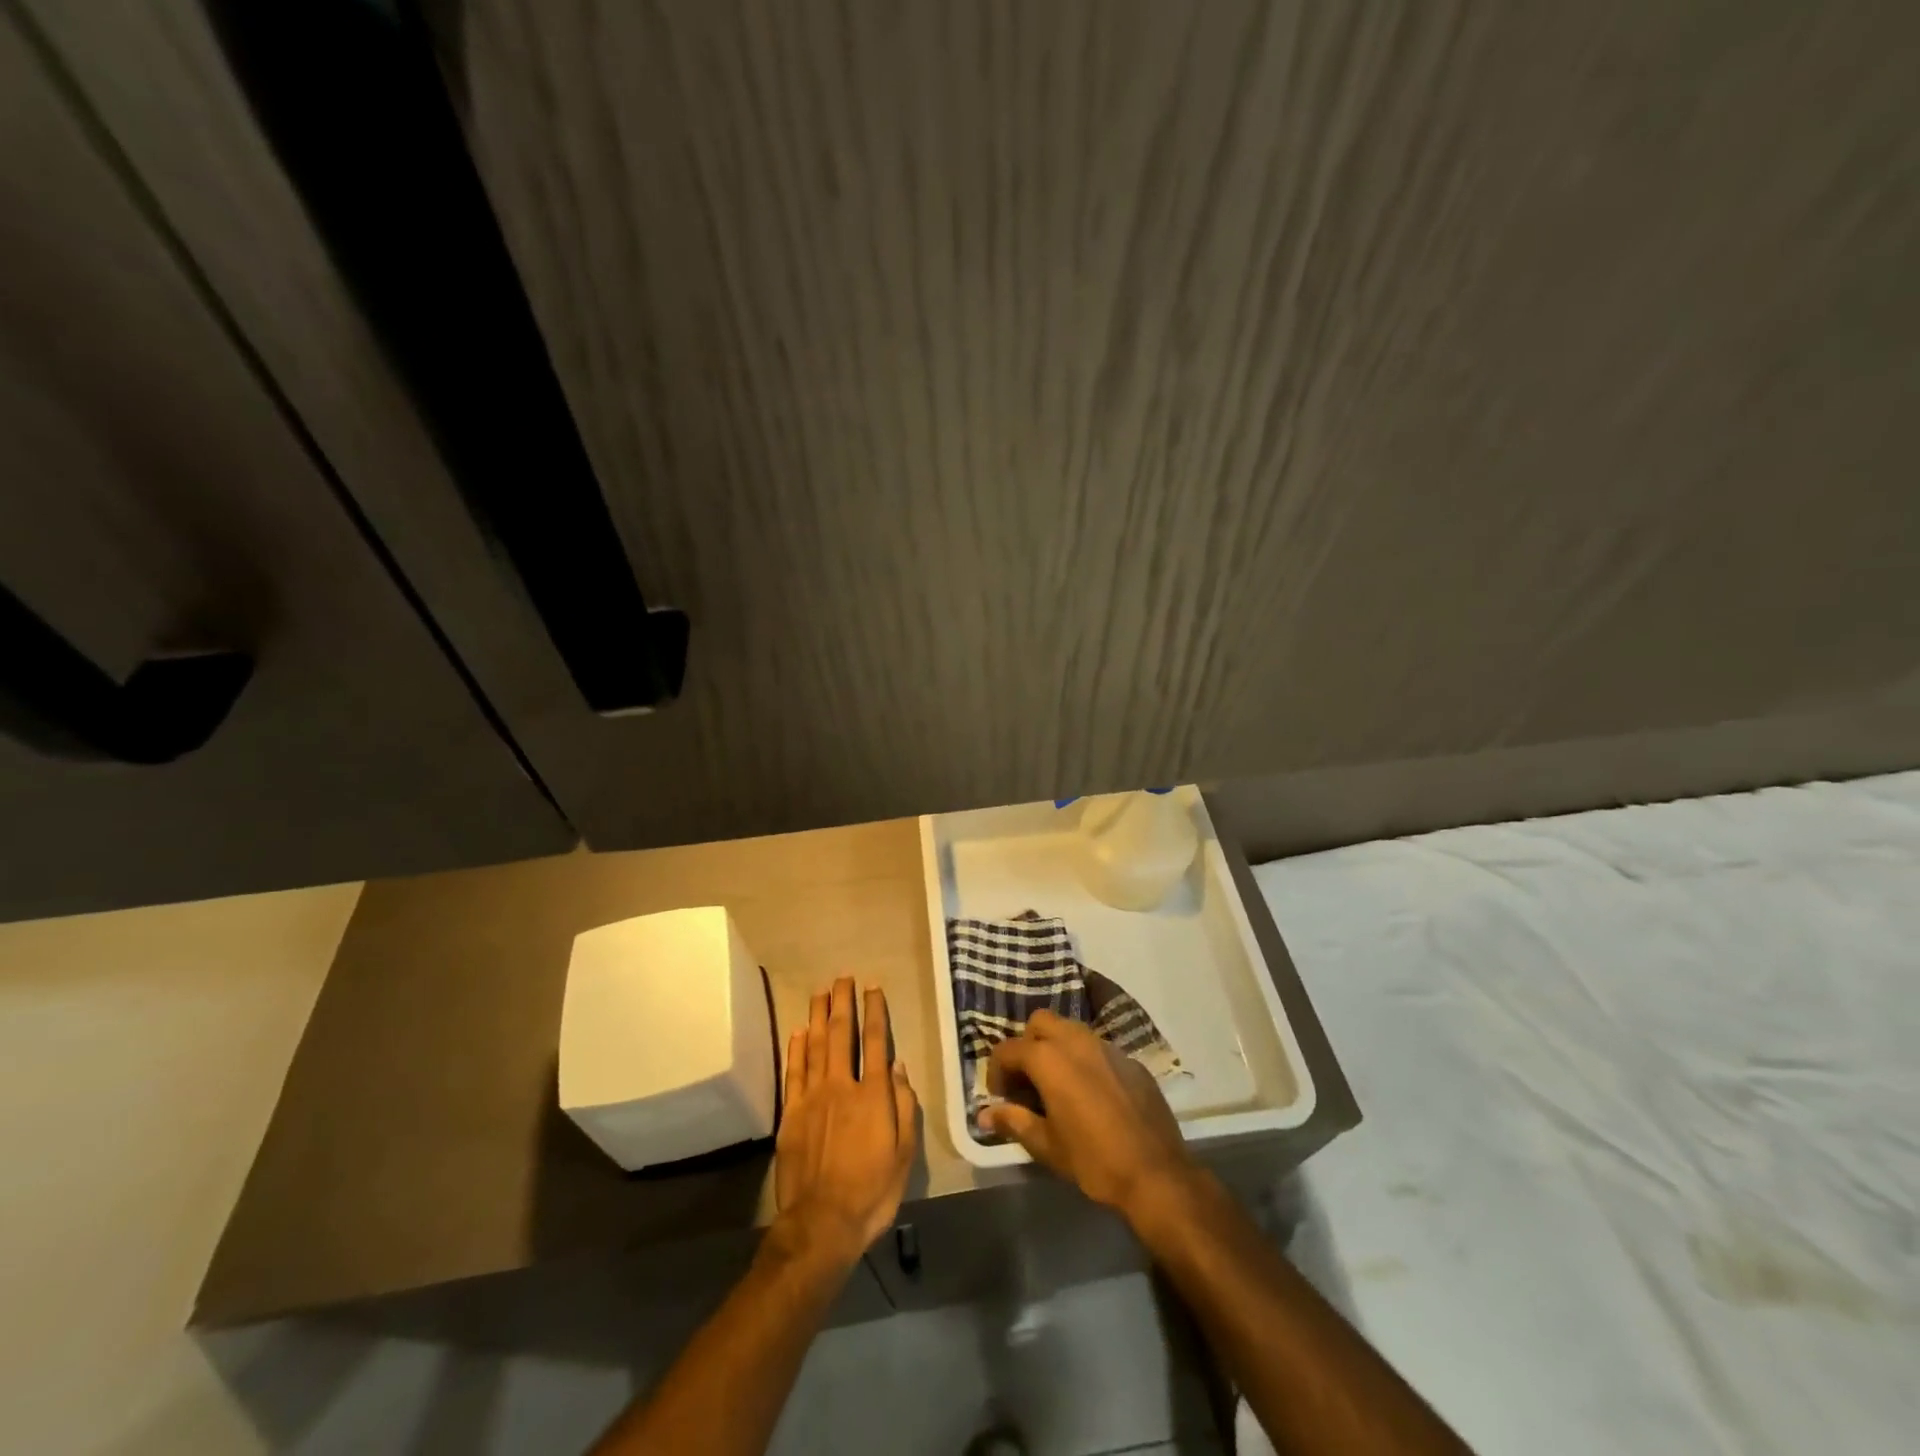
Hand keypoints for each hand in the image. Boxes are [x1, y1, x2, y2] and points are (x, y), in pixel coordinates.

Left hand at [773, 978, 918, 1271]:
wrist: (822, 1223)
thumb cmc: (872, 1192)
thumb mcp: (904, 1154)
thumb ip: (903, 1106)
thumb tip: (899, 1066)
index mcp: (873, 1094)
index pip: (876, 1041)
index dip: (875, 1011)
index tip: (872, 987)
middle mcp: (842, 1086)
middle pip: (842, 1034)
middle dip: (843, 1002)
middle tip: (843, 977)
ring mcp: (812, 1097)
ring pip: (815, 1045)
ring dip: (818, 1015)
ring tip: (821, 991)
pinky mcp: (790, 1114)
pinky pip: (794, 1072)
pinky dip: (796, 1048)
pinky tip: (799, 1031)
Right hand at [979, 1009, 1195, 1218]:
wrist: (1156, 1174)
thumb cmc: (1093, 1160)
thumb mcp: (1046, 1145)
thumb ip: (1013, 1122)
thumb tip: (984, 1114)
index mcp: (1049, 1058)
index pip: (1008, 1049)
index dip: (997, 1072)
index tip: (1001, 1097)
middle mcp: (1076, 1041)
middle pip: (1040, 1022)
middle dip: (1027, 1045)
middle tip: (1028, 1081)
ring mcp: (1107, 1047)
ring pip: (1071, 1030)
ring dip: (1056, 1048)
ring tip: (1057, 1085)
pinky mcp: (1130, 1060)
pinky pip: (1098, 1048)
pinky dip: (1085, 1061)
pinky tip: (1091, 1094)